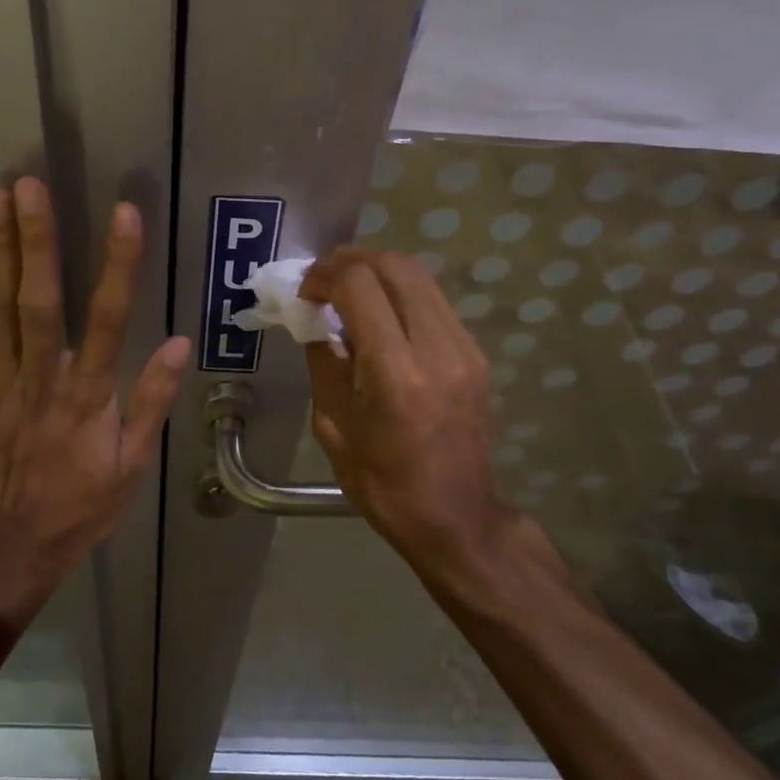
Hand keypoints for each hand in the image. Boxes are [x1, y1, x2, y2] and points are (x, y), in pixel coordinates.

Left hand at [0, 176, 189, 624]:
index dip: (118, 265)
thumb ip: (152, 401)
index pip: (109, 319)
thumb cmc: (79, 505)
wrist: (8, 544)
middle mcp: (41, 377)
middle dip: (37, 241)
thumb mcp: (132, 465)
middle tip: (31, 186)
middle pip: (39, 300)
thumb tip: (179, 342)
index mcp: (87, 395)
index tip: (124, 214)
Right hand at [300, 248, 520, 572]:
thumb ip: (324, 363)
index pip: (361, 286)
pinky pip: (433, 302)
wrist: (456, 518)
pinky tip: (377, 315)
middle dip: (351, 261)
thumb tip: (314, 321)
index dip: (325, 275)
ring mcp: (464, 349)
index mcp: (397, 374)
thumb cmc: (384, 484)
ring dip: (377, 272)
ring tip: (346, 290)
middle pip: (396, 267)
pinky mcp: (475, 355)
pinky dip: (399, 293)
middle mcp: (438, 350)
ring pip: (420, 277)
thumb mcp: (333, 426)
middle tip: (321, 278)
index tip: (304, 291)